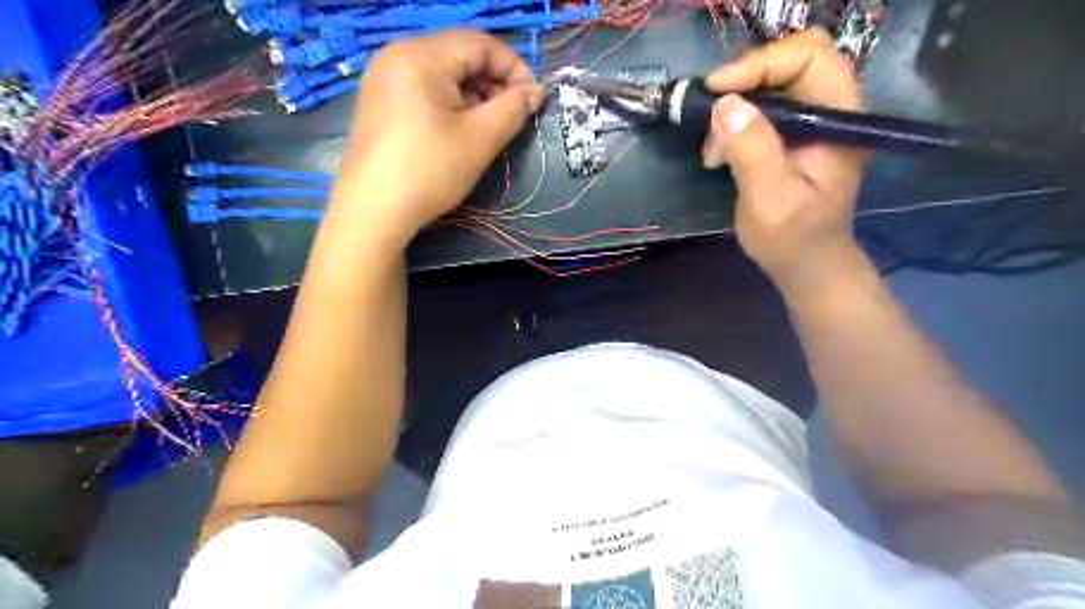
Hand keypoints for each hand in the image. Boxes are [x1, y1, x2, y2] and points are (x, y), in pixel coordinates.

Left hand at [330, 29, 546, 242]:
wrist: (373, 210)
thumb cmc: (430, 171)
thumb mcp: (481, 139)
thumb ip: (514, 108)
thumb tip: (535, 92)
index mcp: (421, 55)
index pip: (481, 44)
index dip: (514, 68)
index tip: (533, 100)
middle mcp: (397, 54)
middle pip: (460, 54)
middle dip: (493, 82)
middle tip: (512, 115)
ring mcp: (384, 77)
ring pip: (443, 72)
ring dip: (474, 93)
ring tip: (488, 126)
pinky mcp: (379, 101)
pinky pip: (424, 87)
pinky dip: (450, 102)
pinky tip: (459, 130)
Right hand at [705, 29, 870, 294]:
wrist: (806, 263)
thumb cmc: (793, 238)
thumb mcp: (769, 199)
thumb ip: (752, 151)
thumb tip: (724, 105)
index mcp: (839, 119)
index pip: (808, 58)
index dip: (760, 65)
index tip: (717, 91)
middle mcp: (831, 110)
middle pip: (789, 62)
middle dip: (743, 83)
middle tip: (710, 112)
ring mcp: (812, 121)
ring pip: (770, 85)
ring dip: (733, 109)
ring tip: (712, 150)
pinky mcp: (792, 135)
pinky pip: (760, 108)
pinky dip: (733, 123)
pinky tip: (719, 153)